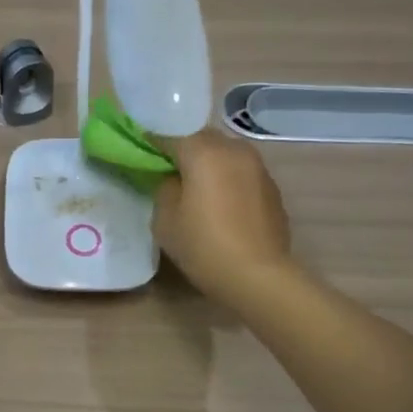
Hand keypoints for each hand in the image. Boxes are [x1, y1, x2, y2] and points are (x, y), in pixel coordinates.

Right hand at [154, 129, 293, 308]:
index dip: (152, 142)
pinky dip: (228, 179)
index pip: (170, 135)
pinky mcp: (272, 188)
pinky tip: (221, 203)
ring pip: (225, 153)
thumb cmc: (204, 246)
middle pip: (202, 139)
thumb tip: (174, 180)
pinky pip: (242, 172)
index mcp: (204, 152)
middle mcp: (234, 150)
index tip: (140, 152)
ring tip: (197, 186)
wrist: (258, 276)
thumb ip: (165, 188)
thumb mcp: (165, 219)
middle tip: (168, 170)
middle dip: (184, 149)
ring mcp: (258, 167)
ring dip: (209, 163)